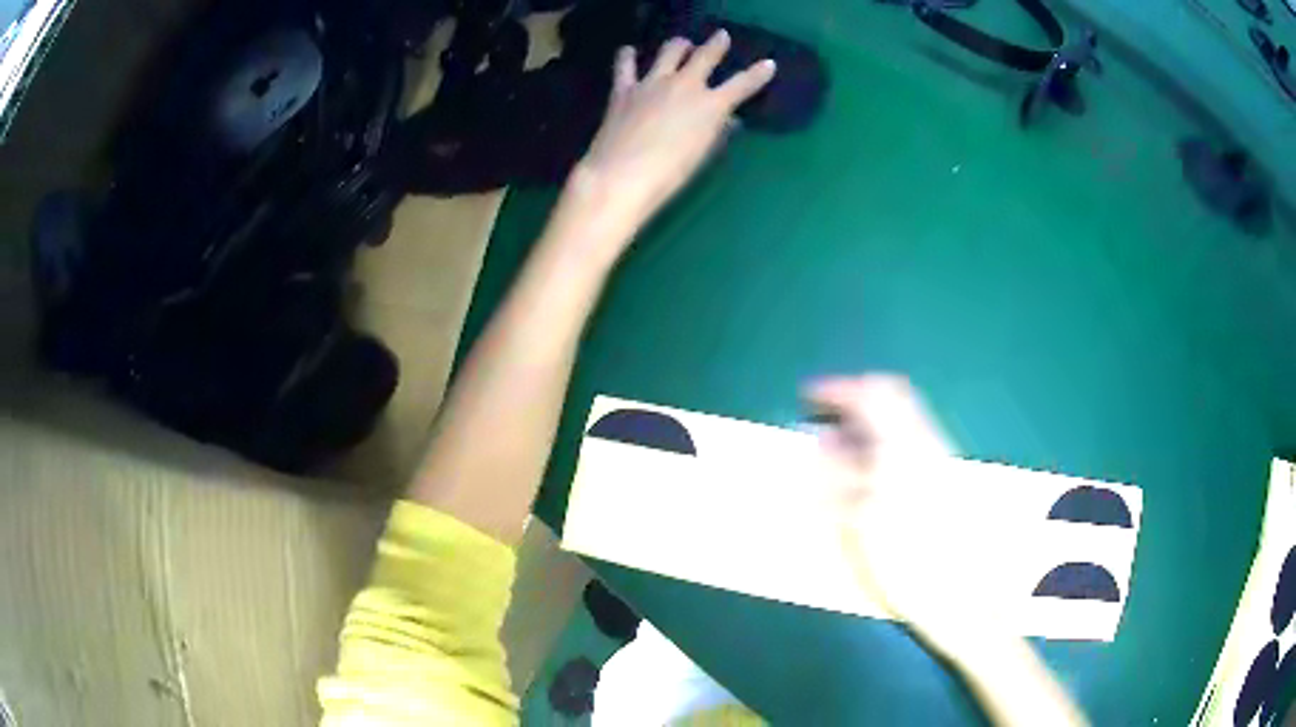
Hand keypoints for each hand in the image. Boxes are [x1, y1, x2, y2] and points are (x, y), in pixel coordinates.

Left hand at [564, 31, 775, 243]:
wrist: (623, 174)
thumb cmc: (671, 173)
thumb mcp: (702, 153)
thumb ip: (717, 132)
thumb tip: (728, 120)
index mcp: (711, 105)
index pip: (742, 84)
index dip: (758, 74)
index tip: (768, 64)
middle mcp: (685, 85)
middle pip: (705, 55)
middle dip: (716, 44)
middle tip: (721, 36)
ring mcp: (653, 82)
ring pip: (670, 51)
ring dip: (679, 45)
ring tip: (682, 44)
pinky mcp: (624, 88)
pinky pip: (625, 65)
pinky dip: (627, 56)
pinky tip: (628, 51)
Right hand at [806, 375, 1007, 648]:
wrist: (959, 595)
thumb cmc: (904, 563)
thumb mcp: (858, 523)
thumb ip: (837, 475)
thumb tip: (822, 439)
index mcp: (903, 448)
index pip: (871, 394)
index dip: (837, 389)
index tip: (810, 396)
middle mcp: (926, 441)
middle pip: (893, 395)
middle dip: (856, 398)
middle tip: (827, 417)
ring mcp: (940, 458)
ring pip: (903, 417)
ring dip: (870, 420)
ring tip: (841, 449)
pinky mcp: (946, 477)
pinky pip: (911, 439)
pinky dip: (884, 441)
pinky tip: (869, 473)